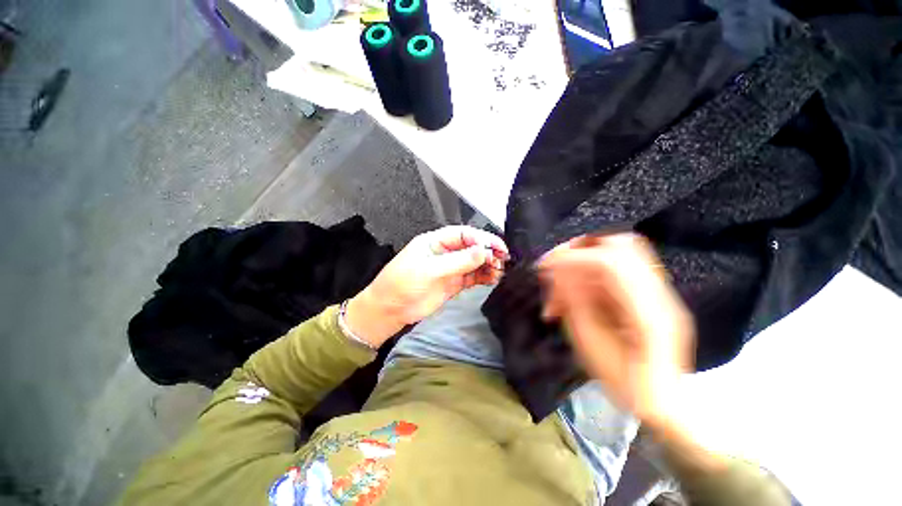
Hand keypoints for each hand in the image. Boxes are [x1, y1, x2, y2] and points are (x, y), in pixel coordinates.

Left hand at [346, 225, 507, 347]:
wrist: (390, 310)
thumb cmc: (402, 284)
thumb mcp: (429, 269)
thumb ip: (458, 261)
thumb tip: (483, 250)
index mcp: (436, 241)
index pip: (464, 234)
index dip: (482, 238)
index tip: (497, 247)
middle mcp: (446, 252)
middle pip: (472, 247)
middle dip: (488, 251)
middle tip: (503, 259)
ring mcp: (451, 268)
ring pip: (475, 262)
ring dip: (488, 265)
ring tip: (500, 271)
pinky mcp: (454, 283)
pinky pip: (473, 277)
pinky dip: (484, 277)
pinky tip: (493, 279)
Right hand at [538, 233, 694, 429]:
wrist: (662, 401)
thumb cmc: (623, 383)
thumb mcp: (591, 345)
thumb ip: (575, 301)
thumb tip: (558, 270)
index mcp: (648, 313)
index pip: (612, 263)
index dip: (573, 257)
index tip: (545, 266)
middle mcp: (660, 295)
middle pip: (622, 245)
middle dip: (581, 248)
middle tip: (555, 263)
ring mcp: (660, 292)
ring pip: (619, 253)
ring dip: (584, 259)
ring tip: (561, 277)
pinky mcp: (651, 293)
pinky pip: (617, 269)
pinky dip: (591, 272)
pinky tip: (576, 289)